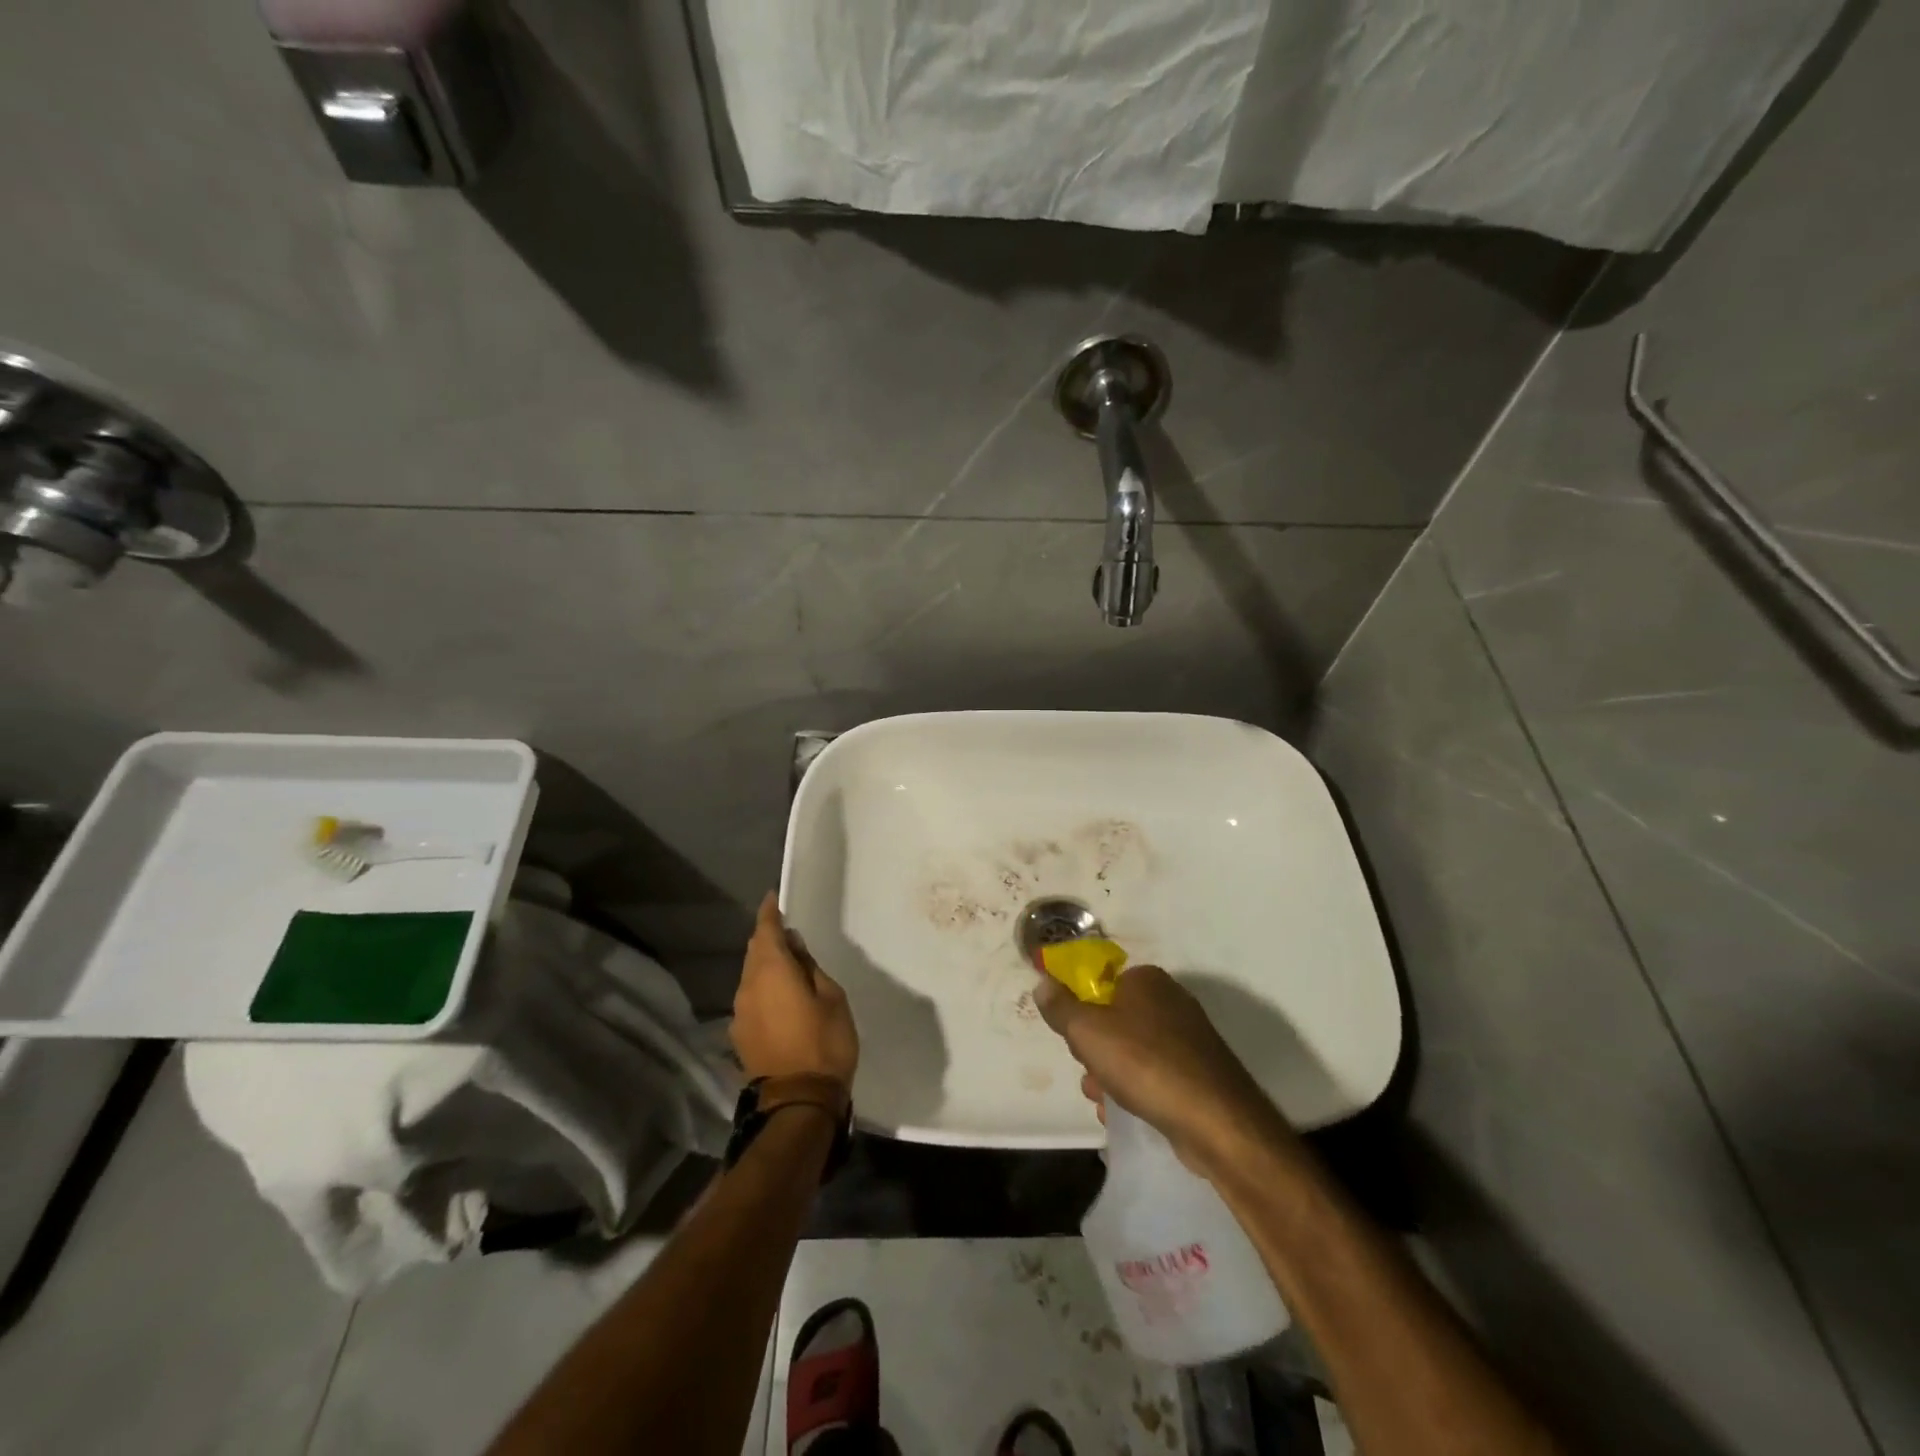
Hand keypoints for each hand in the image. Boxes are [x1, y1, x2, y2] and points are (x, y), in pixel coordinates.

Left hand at [731, 893, 858, 1087]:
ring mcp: (740, 1014)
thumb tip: (793, 948)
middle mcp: (748, 987)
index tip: (773, 898)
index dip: (769, 913)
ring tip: (788, 968)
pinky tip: (780, 999)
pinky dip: (763, 989)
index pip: (765, 930)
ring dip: (766, 966)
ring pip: (750, 976)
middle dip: (768, 939)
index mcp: (772, 971)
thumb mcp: (831, 997)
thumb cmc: (824, 1043)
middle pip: (754, 952)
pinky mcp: (740, 1036)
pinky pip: (750, 999)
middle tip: (788, 934)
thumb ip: (809, 967)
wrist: (797, 1103)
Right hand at [1036, 964, 1293, 1170]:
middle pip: (1113, 1020)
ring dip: (1110, 1076)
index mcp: (1146, 979)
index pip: (1100, 985)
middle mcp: (1170, 1000)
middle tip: (1090, 1072)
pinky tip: (1126, 1113)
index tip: (1075, 1040)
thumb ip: (1060, 1006)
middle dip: (1094, 1050)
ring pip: (1131, 1051)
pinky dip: (1137, 1091)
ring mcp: (1188, 1038)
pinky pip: (1154, 1074)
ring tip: (1105, 1100)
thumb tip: (1042, 983)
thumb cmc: (1145, 1063)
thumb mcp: (1087, 1031)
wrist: (1216, 1121)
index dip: (1080, 1012)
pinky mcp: (1198, 1072)